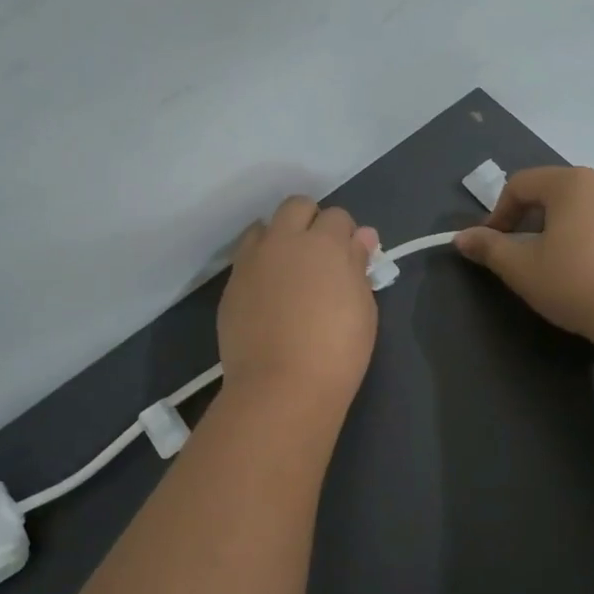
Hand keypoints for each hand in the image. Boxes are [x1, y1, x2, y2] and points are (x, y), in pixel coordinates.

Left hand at [219, 196, 381, 410]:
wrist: (281, 386)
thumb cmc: (337, 350)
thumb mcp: (363, 307)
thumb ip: (358, 266)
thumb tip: (362, 238)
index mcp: (323, 243)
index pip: (337, 217)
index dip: (345, 235)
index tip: (349, 258)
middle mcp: (283, 241)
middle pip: (296, 207)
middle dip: (310, 221)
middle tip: (319, 257)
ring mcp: (251, 262)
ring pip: (263, 228)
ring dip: (278, 238)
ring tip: (288, 272)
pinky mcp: (230, 286)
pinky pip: (245, 260)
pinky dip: (259, 266)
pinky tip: (268, 296)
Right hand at [453, 167, 593, 357]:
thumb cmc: (576, 285)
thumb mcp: (521, 270)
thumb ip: (489, 248)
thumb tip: (461, 236)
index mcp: (569, 184)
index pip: (521, 185)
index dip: (501, 212)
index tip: (495, 243)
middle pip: (562, 190)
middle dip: (541, 216)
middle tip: (532, 251)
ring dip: (585, 218)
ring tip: (579, 252)